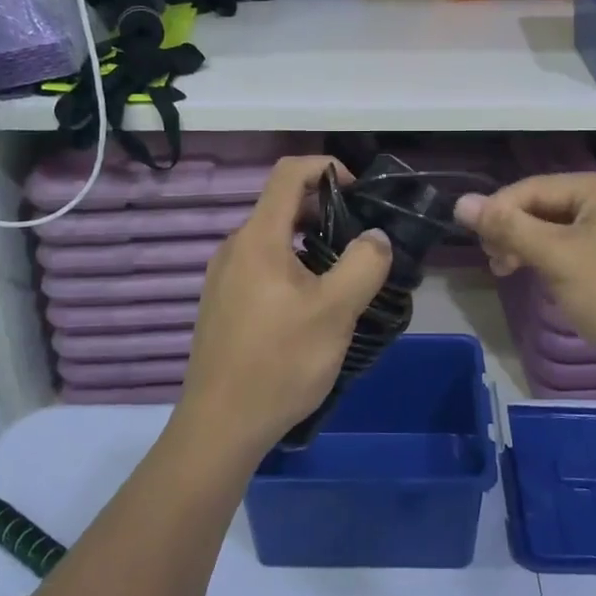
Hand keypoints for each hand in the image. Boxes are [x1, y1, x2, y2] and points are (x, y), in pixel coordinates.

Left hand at [176, 156, 391, 458]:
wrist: (219, 427)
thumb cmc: (279, 362)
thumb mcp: (336, 312)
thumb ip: (363, 264)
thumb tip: (375, 237)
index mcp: (258, 238)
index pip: (289, 173)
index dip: (326, 167)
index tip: (359, 192)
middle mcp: (235, 247)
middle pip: (282, 205)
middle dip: (325, 210)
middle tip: (361, 241)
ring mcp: (223, 277)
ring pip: (273, 239)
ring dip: (310, 243)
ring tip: (343, 276)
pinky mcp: (221, 304)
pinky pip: (261, 266)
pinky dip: (292, 267)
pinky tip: (311, 307)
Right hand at [456, 173, 595, 390]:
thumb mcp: (559, 258)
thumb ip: (509, 227)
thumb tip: (461, 202)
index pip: (533, 187)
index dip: (498, 211)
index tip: (475, 244)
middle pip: (545, 205)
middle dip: (514, 230)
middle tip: (495, 263)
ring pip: (557, 228)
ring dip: (528, 246)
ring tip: (507, 271)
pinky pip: (574, 248)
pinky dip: (550, 260)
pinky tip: (537, 277)